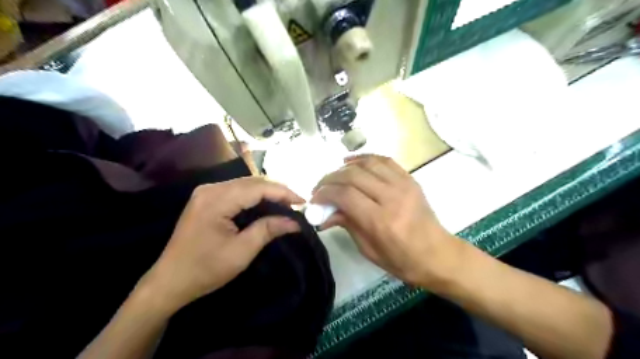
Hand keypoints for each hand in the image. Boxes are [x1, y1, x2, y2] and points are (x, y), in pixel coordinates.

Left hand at [141, 178, 303, 312]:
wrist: (169, 281)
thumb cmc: (205, 269)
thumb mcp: (241, 252)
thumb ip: (268, 230)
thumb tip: (295, 222)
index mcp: (216, 200)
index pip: (257, 187)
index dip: (283, 192)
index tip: (303, 202)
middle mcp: (210, 189)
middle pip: (252, 182)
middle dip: (277, 190)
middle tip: (297, 204)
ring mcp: (206, 192)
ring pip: (245, 184)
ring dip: (267, 192)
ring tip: (286, 204)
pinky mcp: (207, 199)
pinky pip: (237, 191)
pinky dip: (255, 196)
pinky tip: (266, 204)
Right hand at [312, 154, 465, 288]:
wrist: (438, 254)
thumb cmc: (402, 260)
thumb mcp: (368, 249)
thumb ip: (346, 224)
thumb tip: (324, 212)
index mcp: (381, 220)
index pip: (345, 195)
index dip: (325, 193)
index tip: (315, 199)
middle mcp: (392, 197)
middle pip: (353, 175)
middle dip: (330, 179)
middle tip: (320, 188)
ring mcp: (403, 185)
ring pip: (367, 163)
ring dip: (346, 167)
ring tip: (335, 176)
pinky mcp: (410, 179)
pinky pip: (384, 160)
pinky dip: (365, 158)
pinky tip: (353, 163)